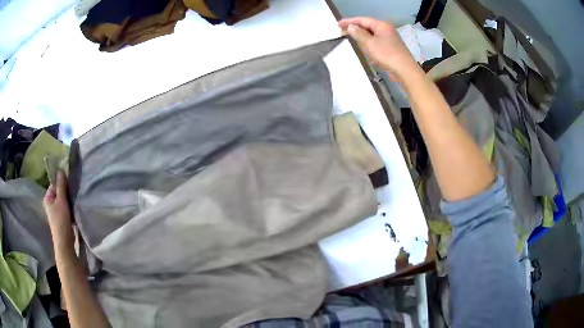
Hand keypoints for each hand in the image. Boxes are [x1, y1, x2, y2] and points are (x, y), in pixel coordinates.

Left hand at [43, 170, 74, 252]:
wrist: (65, 242)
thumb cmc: (61, 220)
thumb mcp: (61, 201)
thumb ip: (61, 185)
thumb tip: (60, 169)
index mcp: (47, 197)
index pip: (54, 184)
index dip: (62, 183)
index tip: (69, 184)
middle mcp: (50, 203)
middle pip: (59, 192)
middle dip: (66, 192)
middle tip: (73, 193)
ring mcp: (56, 211)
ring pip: (63, 200)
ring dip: (69, 199)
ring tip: (74, 201)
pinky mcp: (61, 217)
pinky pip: (66, 207)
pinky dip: (70, 206)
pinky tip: (74, 208)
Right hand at [338, 17, 418, 81]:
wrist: (404, 71)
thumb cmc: (386, 54)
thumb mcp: (369, 43)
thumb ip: (358, 33)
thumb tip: (350, 26)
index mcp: (382, 25)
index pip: (362, 20)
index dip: (349, 21)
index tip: (338, 25)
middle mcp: (386, 30)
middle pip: (367, 26)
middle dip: (355, 28)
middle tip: (342, 31)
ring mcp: (389, 39)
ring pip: (372, 35)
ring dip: (361, 36)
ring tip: (350, 38)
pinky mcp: (391, 49)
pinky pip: (376, 43)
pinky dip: (368, 43)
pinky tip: (364, 48)